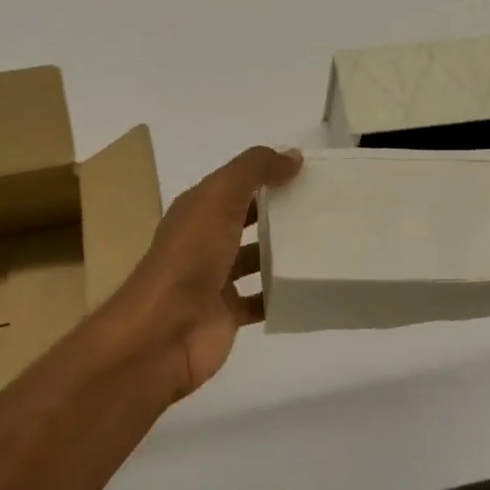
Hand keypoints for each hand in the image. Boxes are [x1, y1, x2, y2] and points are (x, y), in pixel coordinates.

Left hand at [106, 146, 302, 398]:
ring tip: (326, 242)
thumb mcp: (221, 197)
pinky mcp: (228, 314)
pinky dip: (283, 294)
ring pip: (256, 259)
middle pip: (247, 219)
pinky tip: (313, 285)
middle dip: (279, 212)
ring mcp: (216, 280)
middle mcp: (205, 241)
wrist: (162, 333)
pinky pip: (262, 299)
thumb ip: (255, 170)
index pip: (236, 184)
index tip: (308, 172)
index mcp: (198, 210)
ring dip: (283, 252)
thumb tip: (293, 155)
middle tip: (325, 207)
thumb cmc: (190, 258)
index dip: (267, 174)